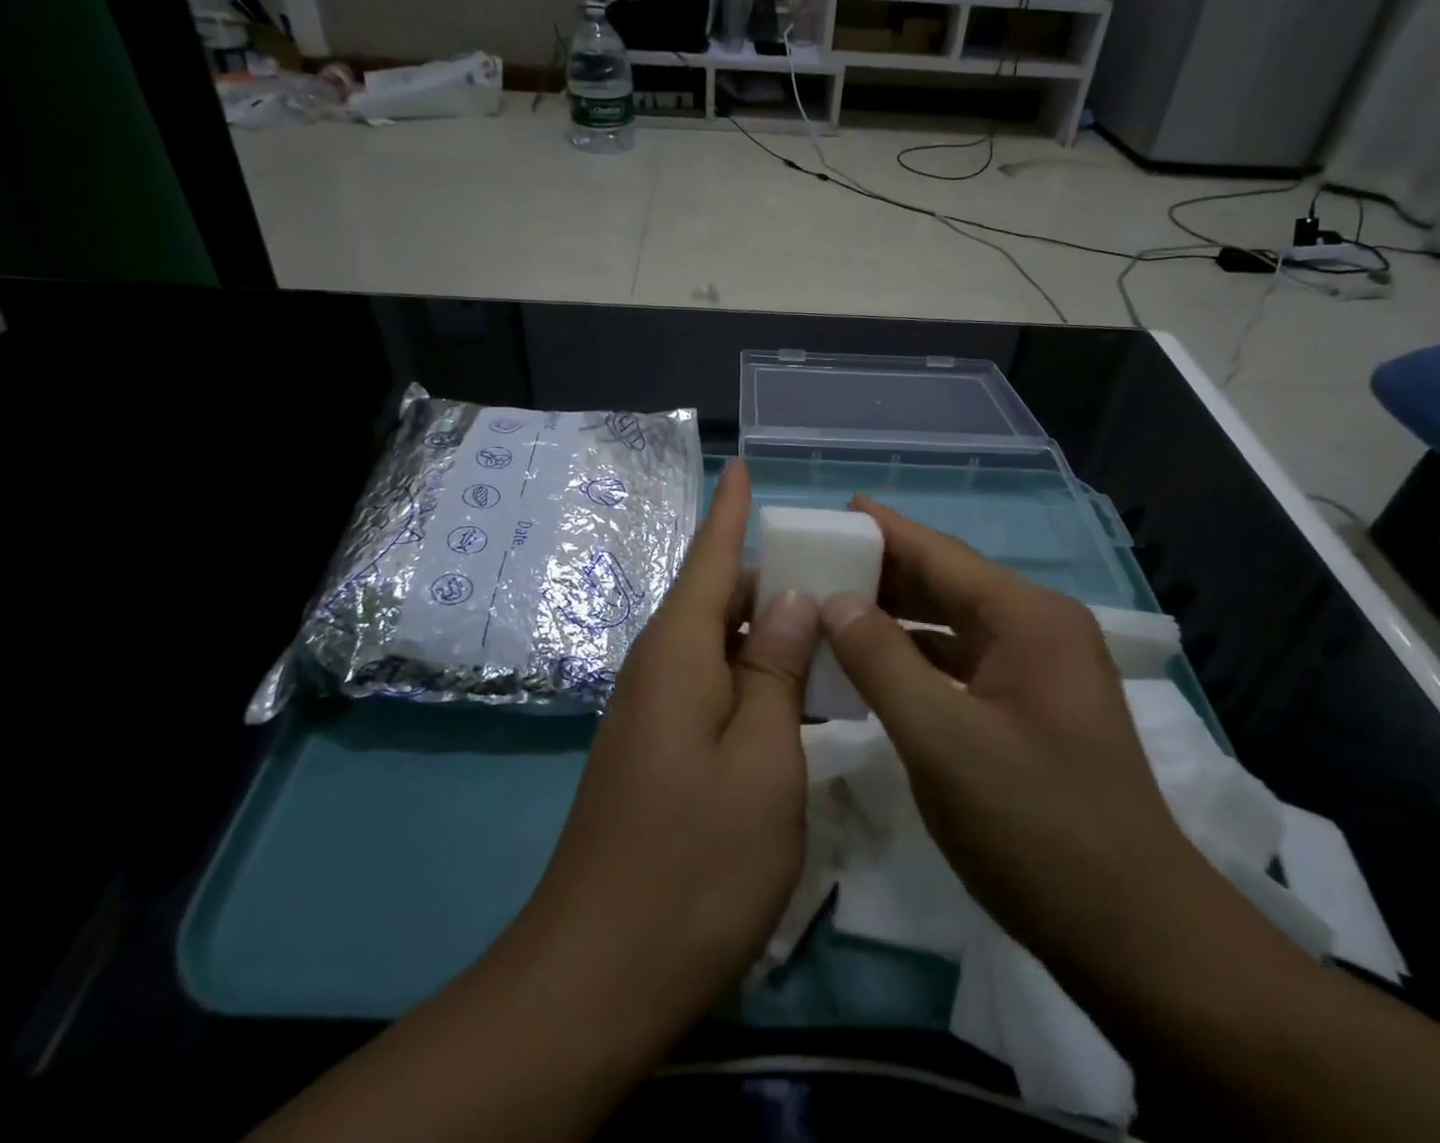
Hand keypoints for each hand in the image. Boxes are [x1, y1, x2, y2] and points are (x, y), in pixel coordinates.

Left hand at [522, 458, 820, 1042]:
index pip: (709, 556)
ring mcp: (652, 711)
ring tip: (831, 626)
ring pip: (717, 645)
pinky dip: (754, 677)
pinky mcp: (656, 749)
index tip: (742, 466)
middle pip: (717, 598)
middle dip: (771, 577)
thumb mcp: (762, 759)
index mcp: (678, 651)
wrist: (599, 972)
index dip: (730, 510)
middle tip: (840, 573)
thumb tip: (791, 598)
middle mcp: (658, 666)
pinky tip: (796, 696)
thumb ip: (776, 669)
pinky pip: (711, 686)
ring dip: (767, 632)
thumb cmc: (695, 860)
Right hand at [818, 495, 1220, 995]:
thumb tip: (834, 600)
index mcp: (1027, 618)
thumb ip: (882, 661)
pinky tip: (873, 665)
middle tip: (815, 561)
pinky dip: (917, 659)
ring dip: (895, 617)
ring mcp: (1041, 670)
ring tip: (830, 605)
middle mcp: (1039, 628)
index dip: (883, 530)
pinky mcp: (1033, 708)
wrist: (1135, 935)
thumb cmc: (1035, 828)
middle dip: (882, 572)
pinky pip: (963, 663)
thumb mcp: (941, 740)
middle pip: (947, 583)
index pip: (939, 554)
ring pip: (953, 625)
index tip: (832, 510)